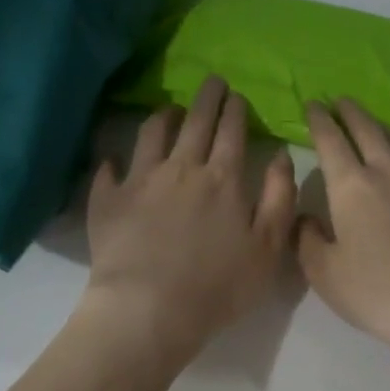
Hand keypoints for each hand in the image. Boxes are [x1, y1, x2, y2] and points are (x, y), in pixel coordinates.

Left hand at [83, 76, 297, 365]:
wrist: (149, 309)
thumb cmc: (218, 286)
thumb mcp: (268, 248)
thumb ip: (279, 197)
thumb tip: (281, 155)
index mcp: (223, 179)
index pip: (232, 132)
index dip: (235, 110)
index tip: (237, 96)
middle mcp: (181, 168)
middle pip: (195, 122)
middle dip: (206, 98)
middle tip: (211, 81)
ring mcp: (140, 181)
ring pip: (152, 134)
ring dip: (163, 116)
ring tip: (167, 109)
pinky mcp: (108, 200)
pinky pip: (108, 170)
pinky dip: (112, 161)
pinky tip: (112, 160)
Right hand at [299, 99, 389, 369]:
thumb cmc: (379, 292)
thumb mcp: (325, 275)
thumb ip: (308, 241)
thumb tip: (307, 219)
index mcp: (352, 187)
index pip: (331, 141)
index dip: (318, 120)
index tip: (312, 104)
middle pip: (369, 132)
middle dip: (352, 113)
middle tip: (342, 101)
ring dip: (388, 131)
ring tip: (379, 127)